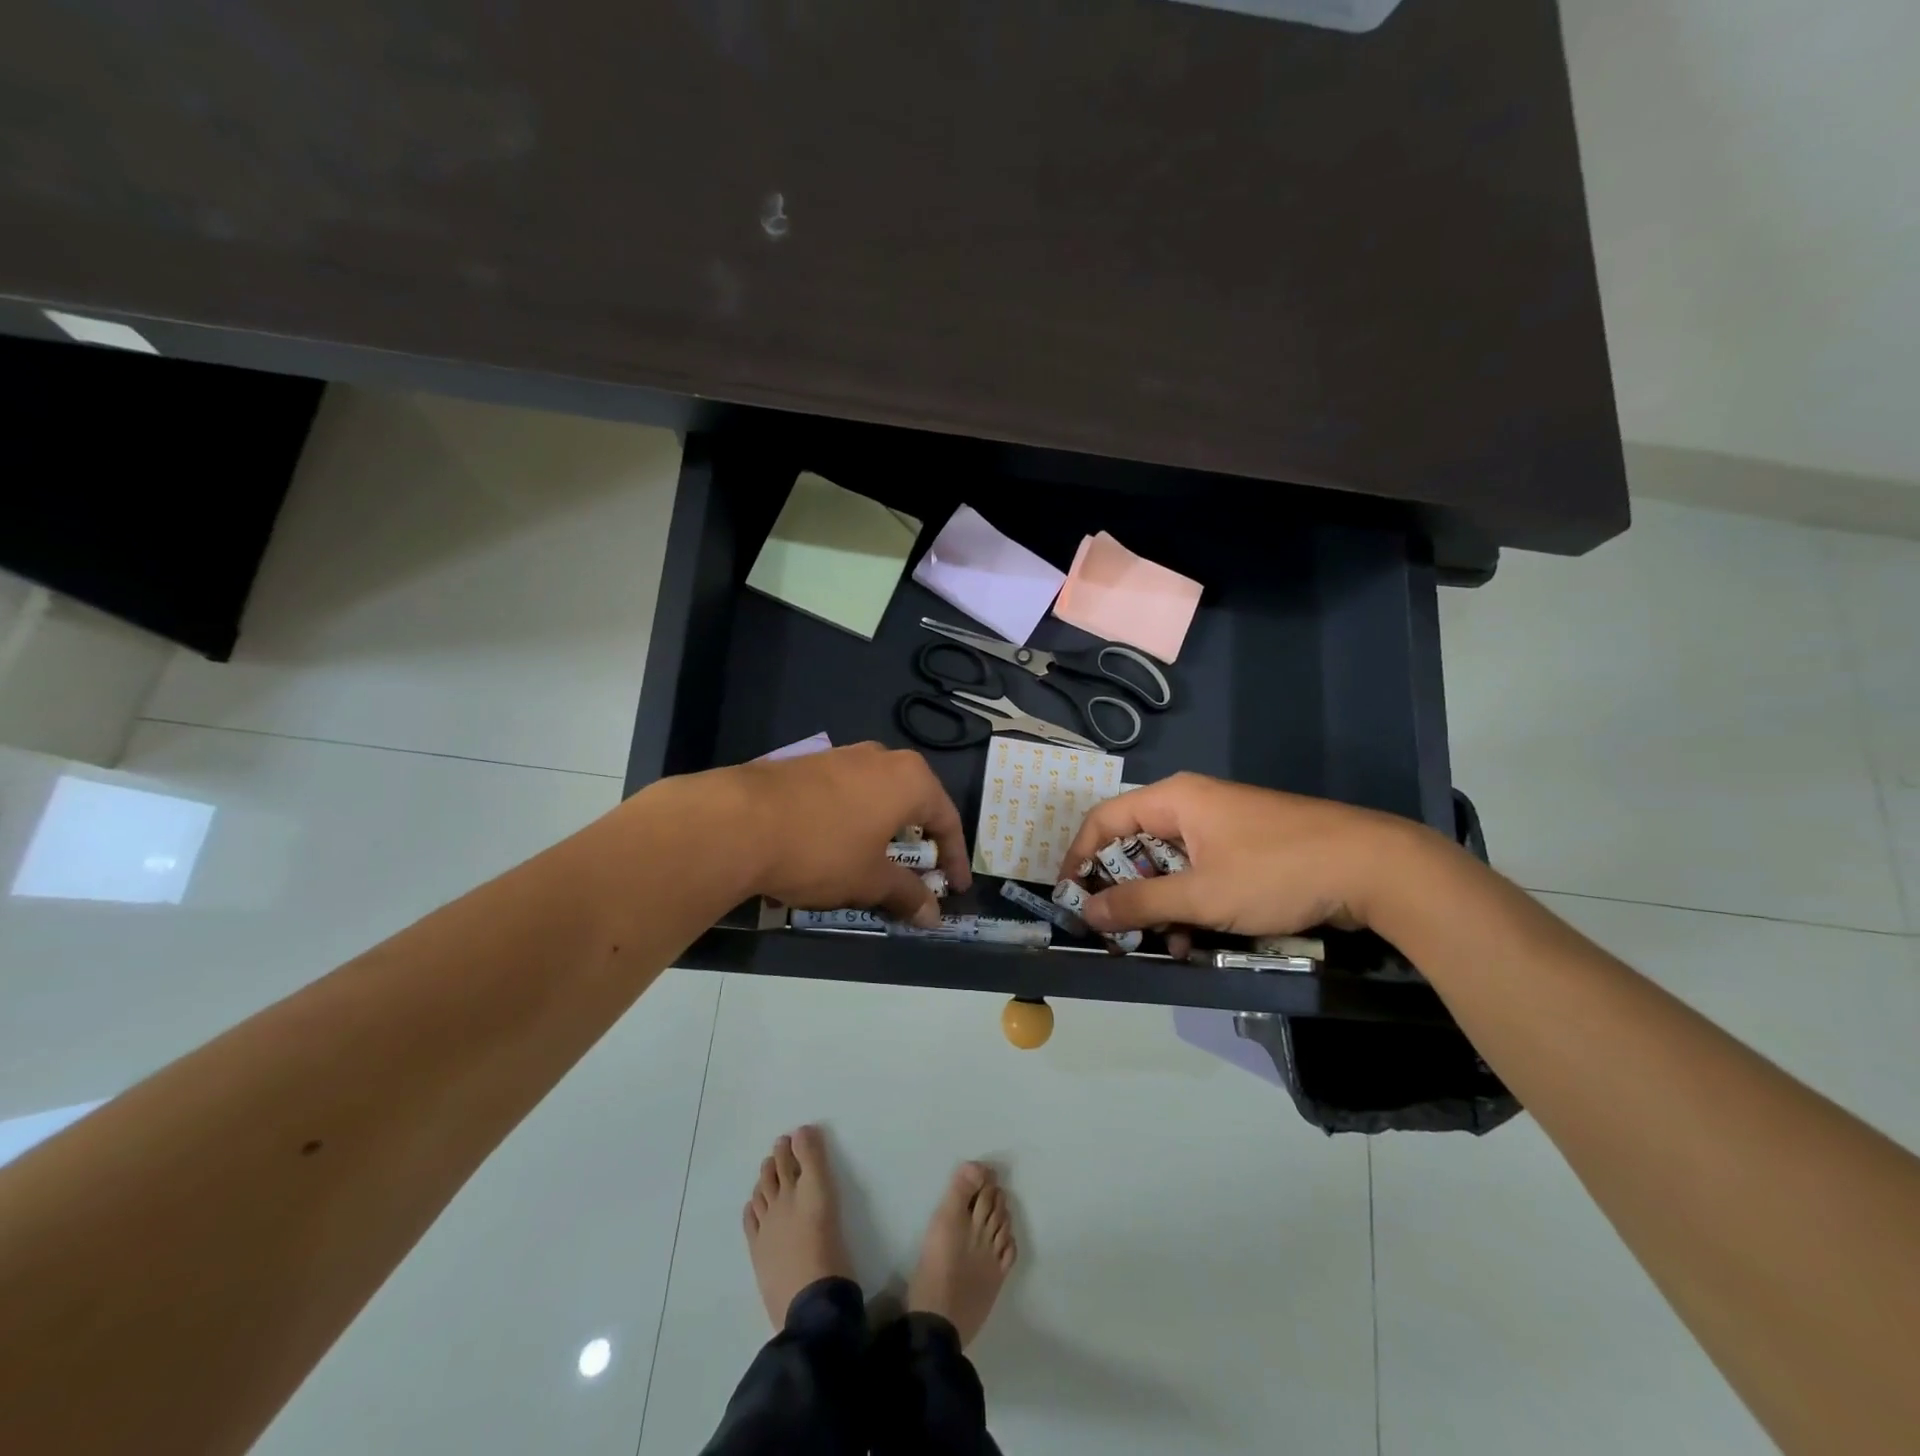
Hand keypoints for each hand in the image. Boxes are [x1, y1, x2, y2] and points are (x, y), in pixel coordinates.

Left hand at [727, 743, 971, 926]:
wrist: (738, 822)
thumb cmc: (822, 850)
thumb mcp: (870, 879)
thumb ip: (907, 895)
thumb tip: (933, 916)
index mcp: (910, 779)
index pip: (947, 820)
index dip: (954, 859)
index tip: (954, 889)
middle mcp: (881, 758)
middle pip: (913, 802)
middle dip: (918, 841)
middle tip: (919, 875)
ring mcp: (841, 756)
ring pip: (877, 796)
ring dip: (883, 831)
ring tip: (876, 864)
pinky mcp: (806, 764)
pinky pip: (845, 794)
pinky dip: (852, 821)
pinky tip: (834, 846)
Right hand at [1057, 772, 1432, 943]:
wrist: (1375, 868)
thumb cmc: (1276, 872)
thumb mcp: (1201, 896)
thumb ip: (1140, 904)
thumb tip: (1086, 912)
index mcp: (1174, 799)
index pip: (1104, 820)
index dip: (1080, 858)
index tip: (1070, 899)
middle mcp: (1192, 804)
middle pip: (1135, 843)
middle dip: (1122, 888)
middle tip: (1115, 930)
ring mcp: (1222, 825)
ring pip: (1169, 863)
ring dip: (1158, 903)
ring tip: (1162, 944)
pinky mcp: (1247, 846)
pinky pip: (1200, 871)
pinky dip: (1190, 902)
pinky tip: (1196, 938)